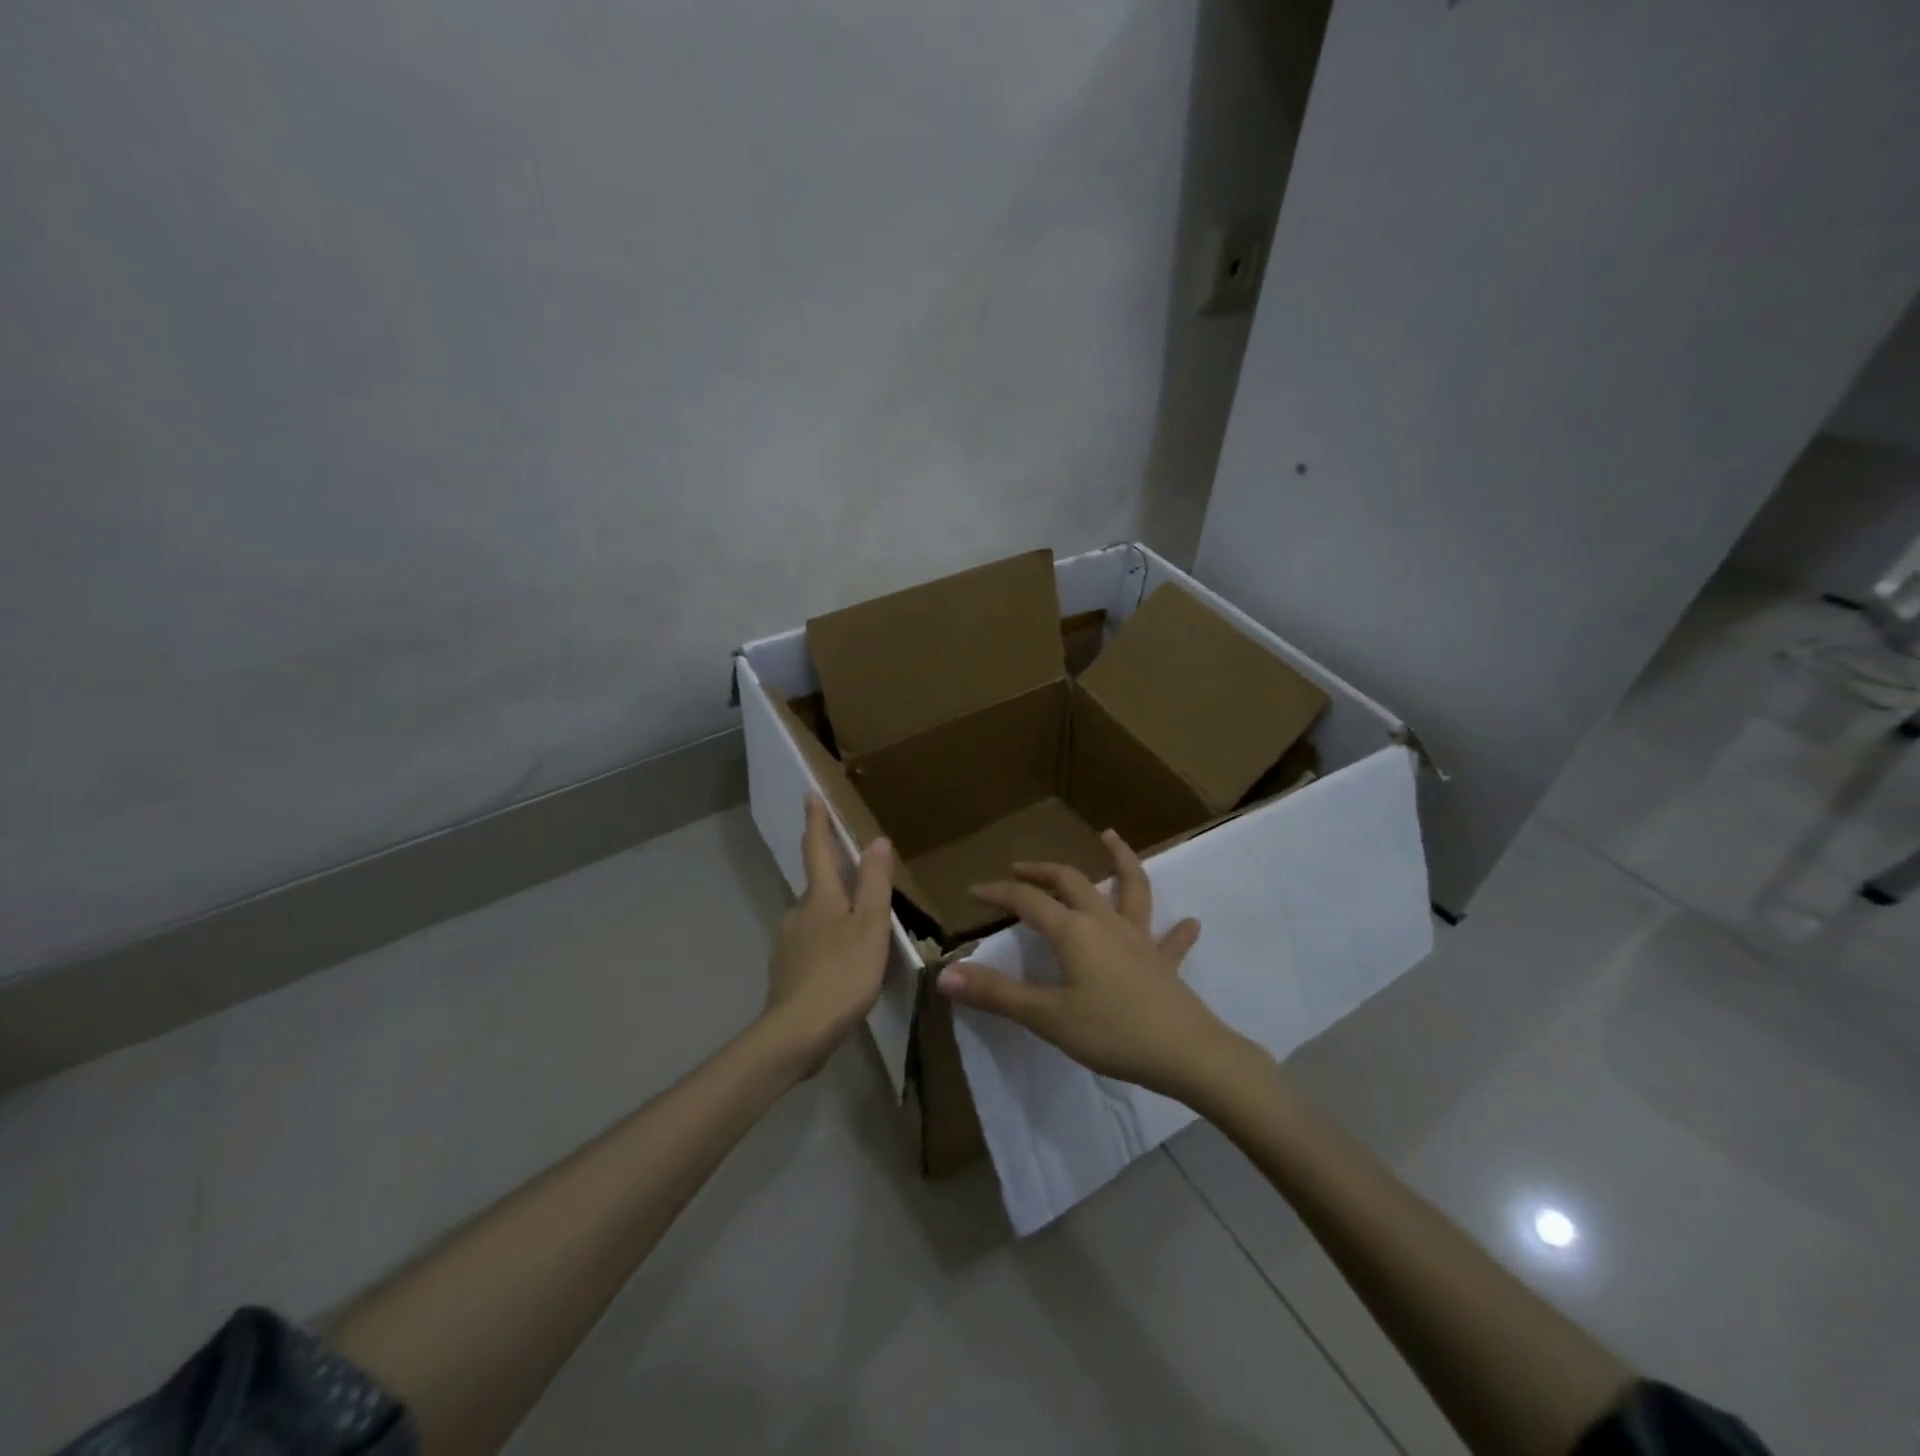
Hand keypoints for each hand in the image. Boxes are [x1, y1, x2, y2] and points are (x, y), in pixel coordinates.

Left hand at [763, 794, 894, 1074]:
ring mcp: (788, 944)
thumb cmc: (842, 974)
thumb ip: (874, 883)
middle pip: (817, 885)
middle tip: (856, 872)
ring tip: (860, 928)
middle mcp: (798, 914)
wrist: (796, 1034)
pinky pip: (811, 947)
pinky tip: (842, 965)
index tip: (810, 794)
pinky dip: (828, 945)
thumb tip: (876, 840)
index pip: (818, 849)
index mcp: (820, 898)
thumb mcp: (870, 927)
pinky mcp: (787, 973)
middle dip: (832, 874)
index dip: (817, 821)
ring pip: (814, 918)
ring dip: (833, 915)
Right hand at [935, 830, 1244, 1102]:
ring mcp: (1139, 939)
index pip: (1028, 900)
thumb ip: (996, 994)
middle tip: (1021, 868)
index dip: (999, 892)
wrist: (1185, 1053)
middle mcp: (1105, 923)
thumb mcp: (1046, 1016)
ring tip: (1110, 837)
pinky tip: (1189, 922)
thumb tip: (945, 974)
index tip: (974, 890)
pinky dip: (1176, 930)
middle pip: (1072, 882)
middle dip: (1043, 871)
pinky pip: (1170, 940)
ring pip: (1130, 888)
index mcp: (1073, 931)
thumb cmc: (1111, 1032)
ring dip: (1119, 860)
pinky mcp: (1164, 962)